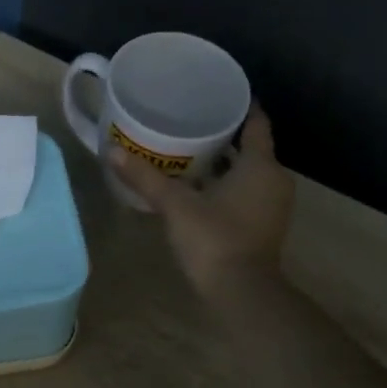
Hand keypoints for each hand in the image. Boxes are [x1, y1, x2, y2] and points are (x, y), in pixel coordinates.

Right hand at [111, 104, 293, 299]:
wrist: (242, 291)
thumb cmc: (214, 238)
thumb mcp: (175, 205)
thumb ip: (145, 178)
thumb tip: (112, 152)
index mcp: (260, 164)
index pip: (256, 123)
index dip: (241, 106)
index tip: (218, 96)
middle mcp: (274, 179)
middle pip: (252, 148)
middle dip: (225, 136)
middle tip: (192, 123)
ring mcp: (274, 204)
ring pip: (250, 172)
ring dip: (226, 163)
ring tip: (192, 153)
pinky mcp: (266, 225)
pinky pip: (249, 192)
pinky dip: (230, 185)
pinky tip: (202, 187)